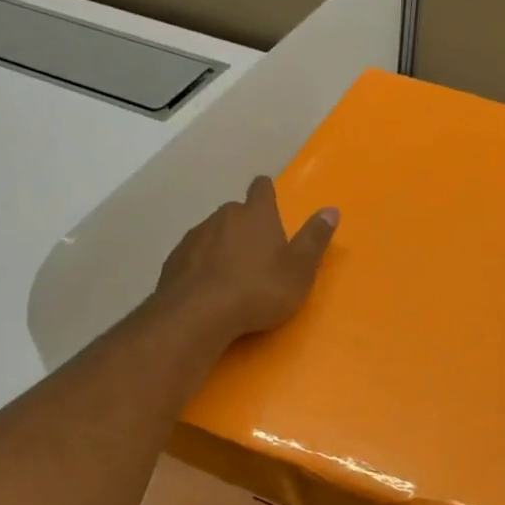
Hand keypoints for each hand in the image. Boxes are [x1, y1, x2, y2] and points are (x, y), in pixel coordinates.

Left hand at [155, 176, 338, 341]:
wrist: (198, 315)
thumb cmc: (258, 290)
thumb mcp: (299, 270)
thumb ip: (315, 239)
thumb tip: (331, 210)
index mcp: (256, 214)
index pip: (262, 188)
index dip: (266, 193)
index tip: (269, 201)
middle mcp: (223, 216)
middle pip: (235, 212)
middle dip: (245, 226)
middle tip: (256, 253)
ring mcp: (194, 236)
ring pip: (212, 234)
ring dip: (221, 247)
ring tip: (231, 276)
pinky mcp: (173, 260)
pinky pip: (193, 256)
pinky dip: (201, 266)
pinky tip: (207, 289)